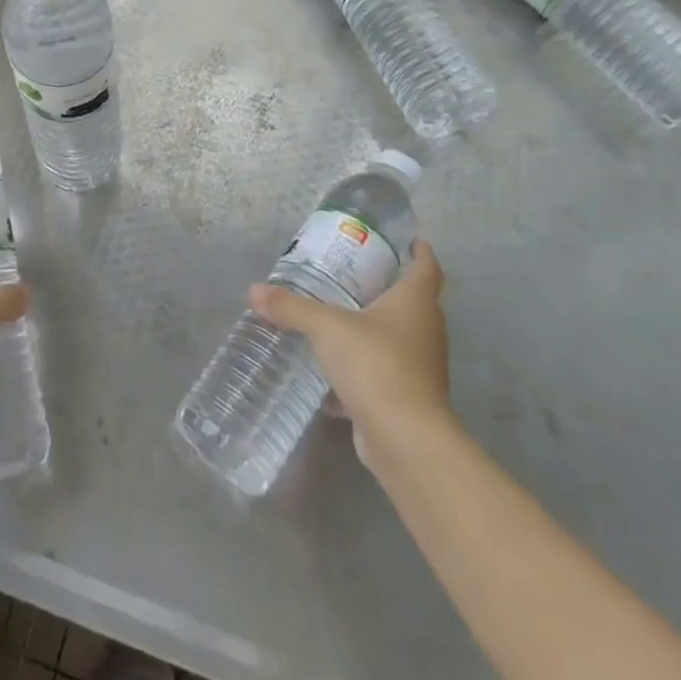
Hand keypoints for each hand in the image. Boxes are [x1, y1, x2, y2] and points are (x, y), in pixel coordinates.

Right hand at [249, 241, 453, 470]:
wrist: (405, 439)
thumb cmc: (375, 364)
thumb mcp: (326, 327)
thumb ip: (291, 307)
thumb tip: (254, 291)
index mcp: (415, 303)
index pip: (426, 267)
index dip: (419, 251)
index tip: (407, 240)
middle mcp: (425, 330)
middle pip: (414, 301)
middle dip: (389, 288)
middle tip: (355, 274)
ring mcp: (420, 367)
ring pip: (399, 338)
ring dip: (375, 329)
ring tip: (339, 317)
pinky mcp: (408, 399)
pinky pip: (384, 373)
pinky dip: (363, 369)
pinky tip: (332, 373)